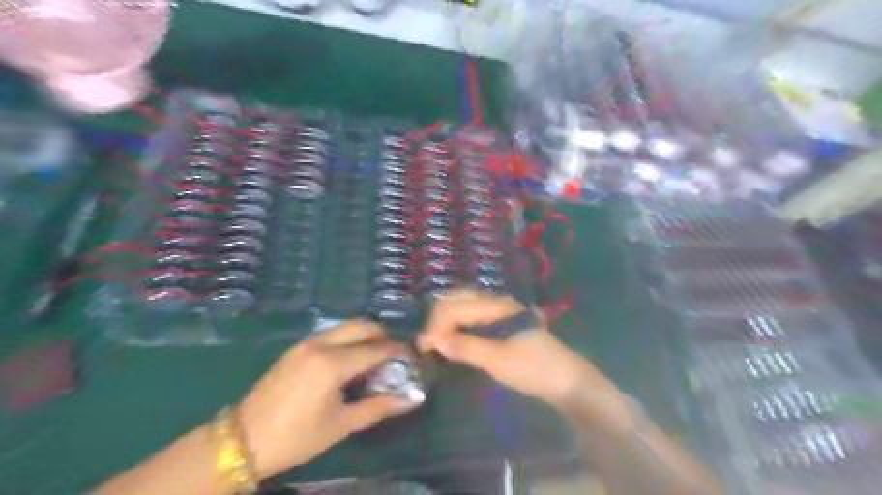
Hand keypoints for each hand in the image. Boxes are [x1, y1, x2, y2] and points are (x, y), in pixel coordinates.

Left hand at [239, 321, 417, 478]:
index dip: (395, 350)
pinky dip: (345, 338)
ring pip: (343, 327)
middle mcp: (320, 345)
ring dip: (362, 334)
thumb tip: (410, 399)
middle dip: (380, 333)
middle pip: (360, 326)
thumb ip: (378, 407)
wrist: (242, 440)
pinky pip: (329, 334)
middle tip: (392, 351)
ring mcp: (305, 344)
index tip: (410, 353)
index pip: (374, 350)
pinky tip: (347, 359)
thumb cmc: (297, 437)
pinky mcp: (295, 349)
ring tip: (371, 355)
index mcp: (333, 364)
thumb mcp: (341, 425)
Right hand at [418, 290, 618, 409]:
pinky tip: (452, 338)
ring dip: (446, 320)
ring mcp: (499, 310)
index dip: (436, 326)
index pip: (455, 307)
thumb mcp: (498, 361)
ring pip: (463, 305)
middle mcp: (496, 301)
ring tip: (435, 341)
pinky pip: (472, 315)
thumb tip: (436, 341)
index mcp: (496, 306)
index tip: (424, 348)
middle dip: (438, 318)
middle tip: (427, 344)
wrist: (566, 380)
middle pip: (457, 299)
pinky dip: (457, 324)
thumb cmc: (534, 369)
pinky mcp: (501, 321)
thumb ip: (466, 348)